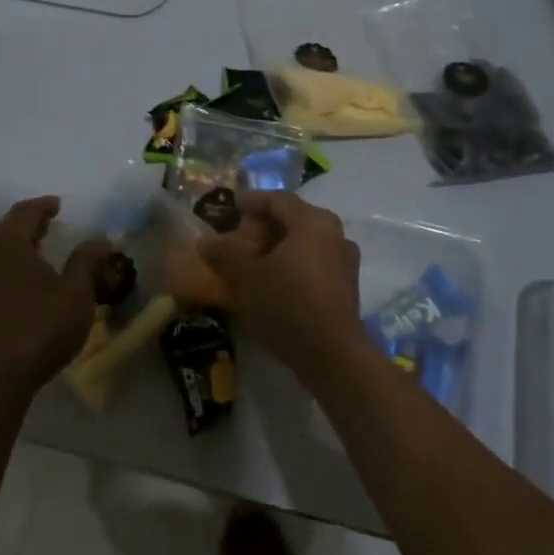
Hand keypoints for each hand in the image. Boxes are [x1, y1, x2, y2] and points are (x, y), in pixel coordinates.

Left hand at [0, 197, 110, 405]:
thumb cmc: (41, 328)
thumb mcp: (76, 293)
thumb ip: (88, 260)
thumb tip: (105, 238)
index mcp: (7, 242)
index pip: (25, 211)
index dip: (44, 206)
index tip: (59, 205)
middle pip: (6, 228)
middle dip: (29, 224)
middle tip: (50, 224)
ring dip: (17, 245)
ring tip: (39, 249)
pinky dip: (8, 264)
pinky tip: (23, 278)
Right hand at [202, 192, 366, 379]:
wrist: (332, 355)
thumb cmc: (286, 304)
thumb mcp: (245, 277)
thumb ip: (224, 253)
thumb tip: (206, 242)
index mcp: (312, 221)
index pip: (278, 199)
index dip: (251, 201)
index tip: (231, 208)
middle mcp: (335, 233)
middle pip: (293, 219)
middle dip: (263, 227)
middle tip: (238, 241)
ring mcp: (345, 261)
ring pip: (305, 243)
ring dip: (277, 248)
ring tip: (252, 264)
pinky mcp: (346, 287)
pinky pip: (314, 263)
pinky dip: (292, 265)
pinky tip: (273, 284)